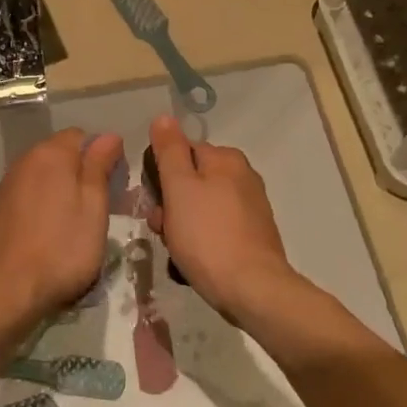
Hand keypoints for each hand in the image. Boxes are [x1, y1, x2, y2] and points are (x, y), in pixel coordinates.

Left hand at [0, 128, 123, 339]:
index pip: (82, 136)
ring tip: (76, 224)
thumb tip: (108, 135)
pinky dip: (44, 205)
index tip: (114, 185)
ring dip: (62, 190)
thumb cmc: (61, 249)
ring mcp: (8, 184)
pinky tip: (50, 233)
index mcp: (51, 153)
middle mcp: (25, 160)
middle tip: (99, 208)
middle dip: (82, 173)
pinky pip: (29, 194)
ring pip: (45, 176)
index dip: (102, 155)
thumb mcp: (94, 207)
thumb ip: (99, 167)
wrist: (5, 290)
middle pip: (61, 154)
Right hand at [146, 115, 298, 321]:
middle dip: (170, 206)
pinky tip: (194, 261)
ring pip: (200, 208)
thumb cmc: (207, 235)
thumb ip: (169, 151)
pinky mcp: (253, 235)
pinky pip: (216, 229)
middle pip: (191, 182)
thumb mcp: (179, 188)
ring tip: (177, 252)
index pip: (181, 152)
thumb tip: (164, 117)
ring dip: (182, 226)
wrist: (251, 289)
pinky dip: (201, 241)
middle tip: (163, 230)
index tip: (153, 202)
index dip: (161, 176)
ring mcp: (251, 207)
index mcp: (227, 159)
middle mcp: (243, 176)